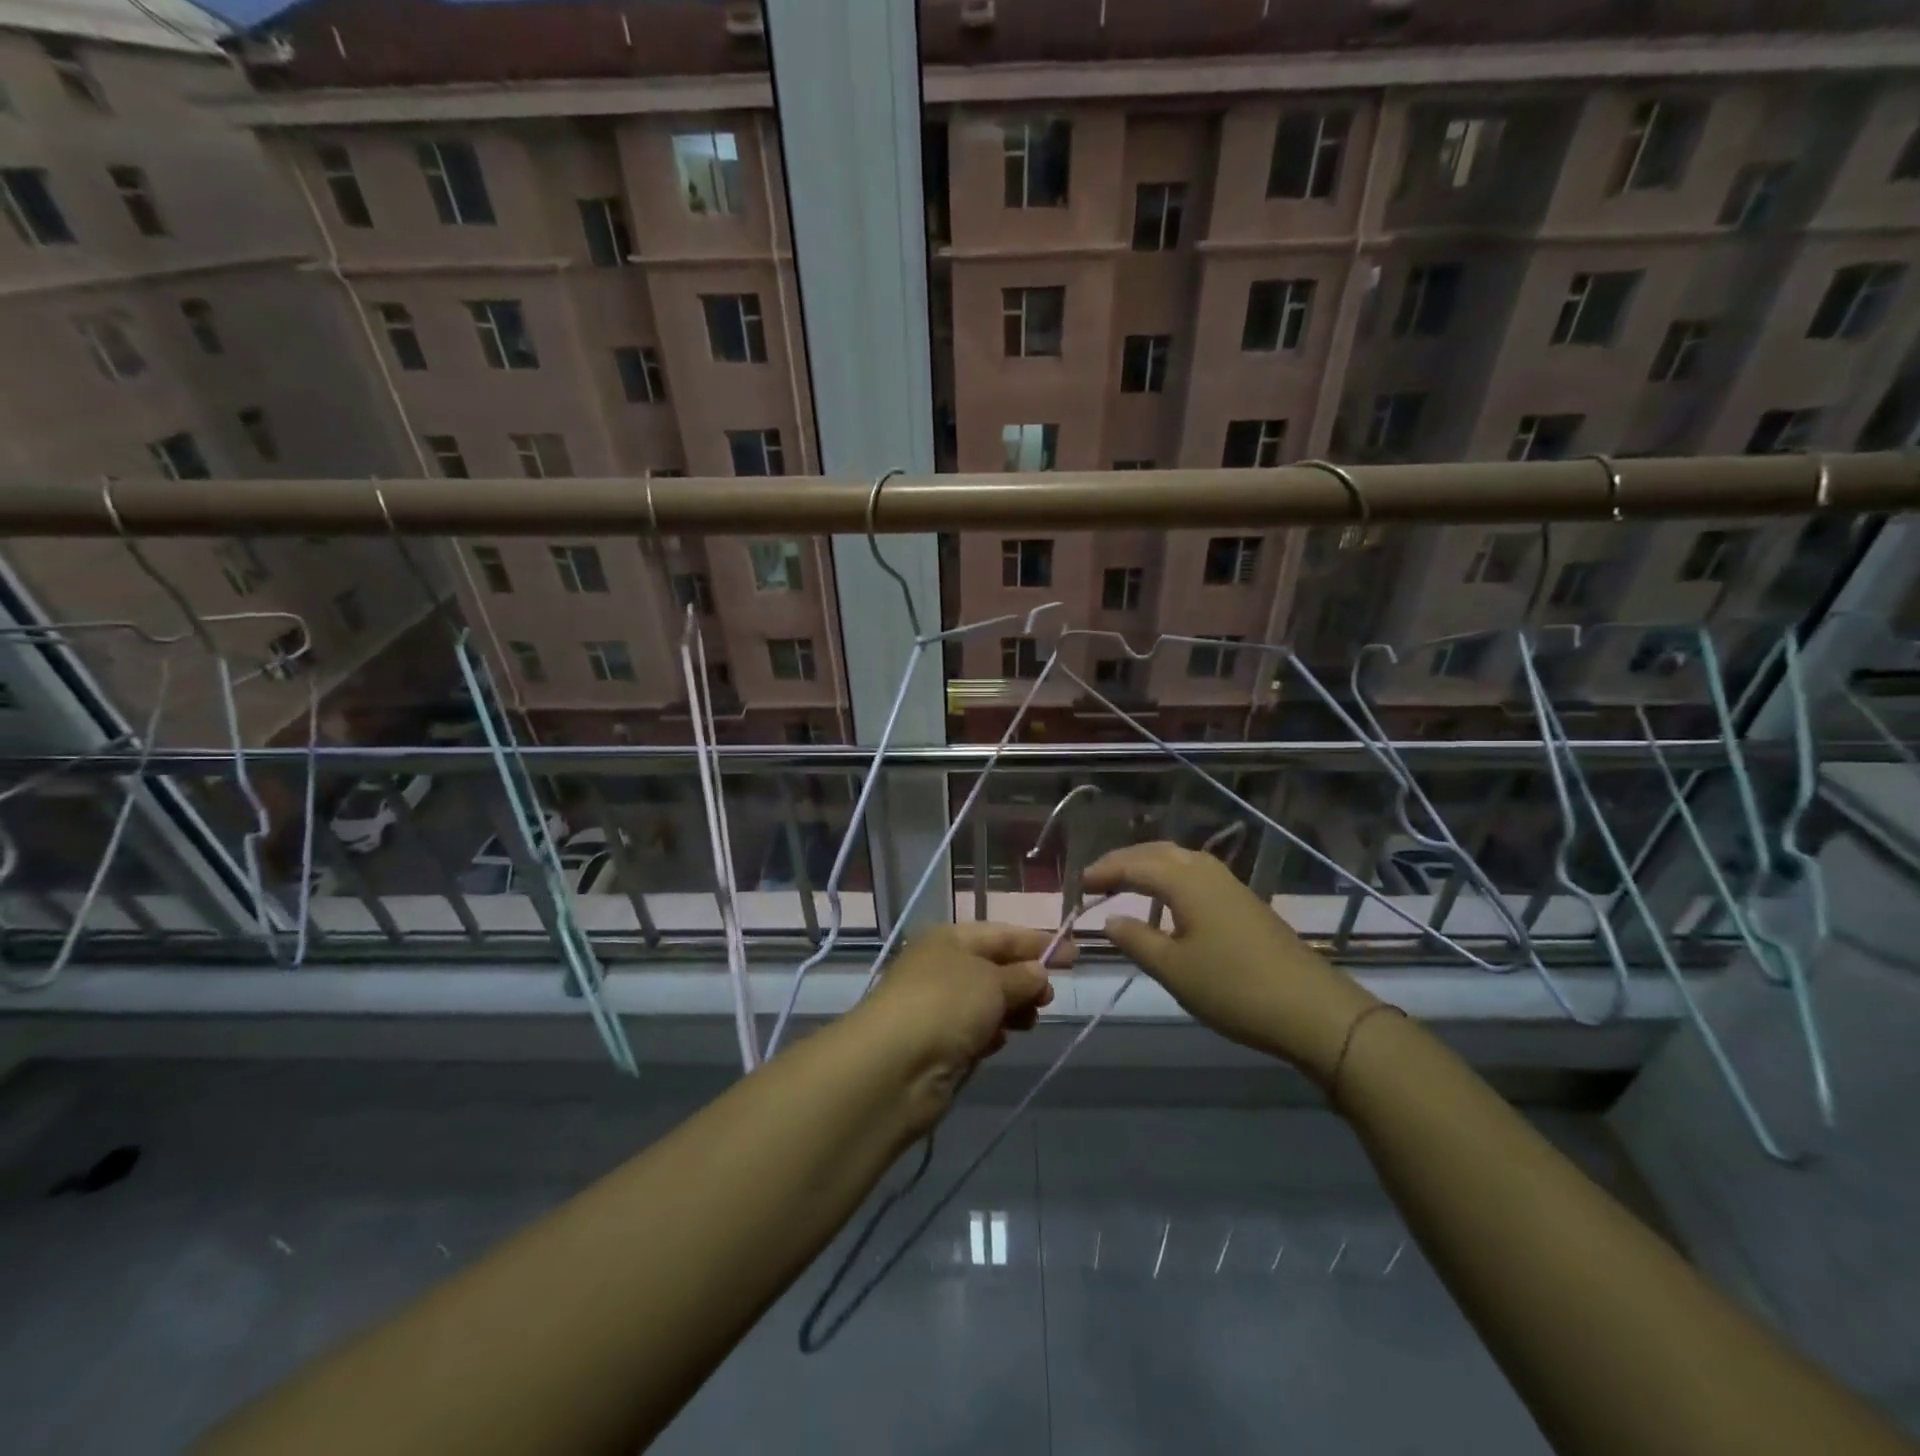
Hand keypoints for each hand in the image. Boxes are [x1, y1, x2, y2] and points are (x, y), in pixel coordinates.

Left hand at [851, 923, 1068, 1133]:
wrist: (894, 1067)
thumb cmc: (946, 1006)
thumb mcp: (992, 982)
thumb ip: (1022, 976)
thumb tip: (1038, 973)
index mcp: (951, 938)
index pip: (1002, 933)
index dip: (1038, 942)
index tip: (1074, 954)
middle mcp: (942, 966)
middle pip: (994, 967)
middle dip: (1025, 980)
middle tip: (1048, 998)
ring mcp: (937, 1005)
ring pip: (986, 1001)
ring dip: (1011, 1009)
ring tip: (1029, 1022)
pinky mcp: (937, 1042)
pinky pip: (974, 1030)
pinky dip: (990, 1033)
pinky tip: (997, 1043)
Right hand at [1083, 842, 1376, 1085]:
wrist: (1312, 1010)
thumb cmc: (1233, 988)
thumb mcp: (1174, 969)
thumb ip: (1136, 940)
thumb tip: (1110, 919)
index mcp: (1185, 881)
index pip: (1134, 865)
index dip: (1104, 872)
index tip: (1079, 884)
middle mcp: (1207, 871)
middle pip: (1158, 852)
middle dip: (1125, 861)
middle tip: (1098, 877)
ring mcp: (1230, 885)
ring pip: (1180, 860)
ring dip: (1149, 866)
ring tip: (1126, 883)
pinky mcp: (1244, 902)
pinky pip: (1196, 875)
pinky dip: (1170, 878)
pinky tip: (1168, 901)